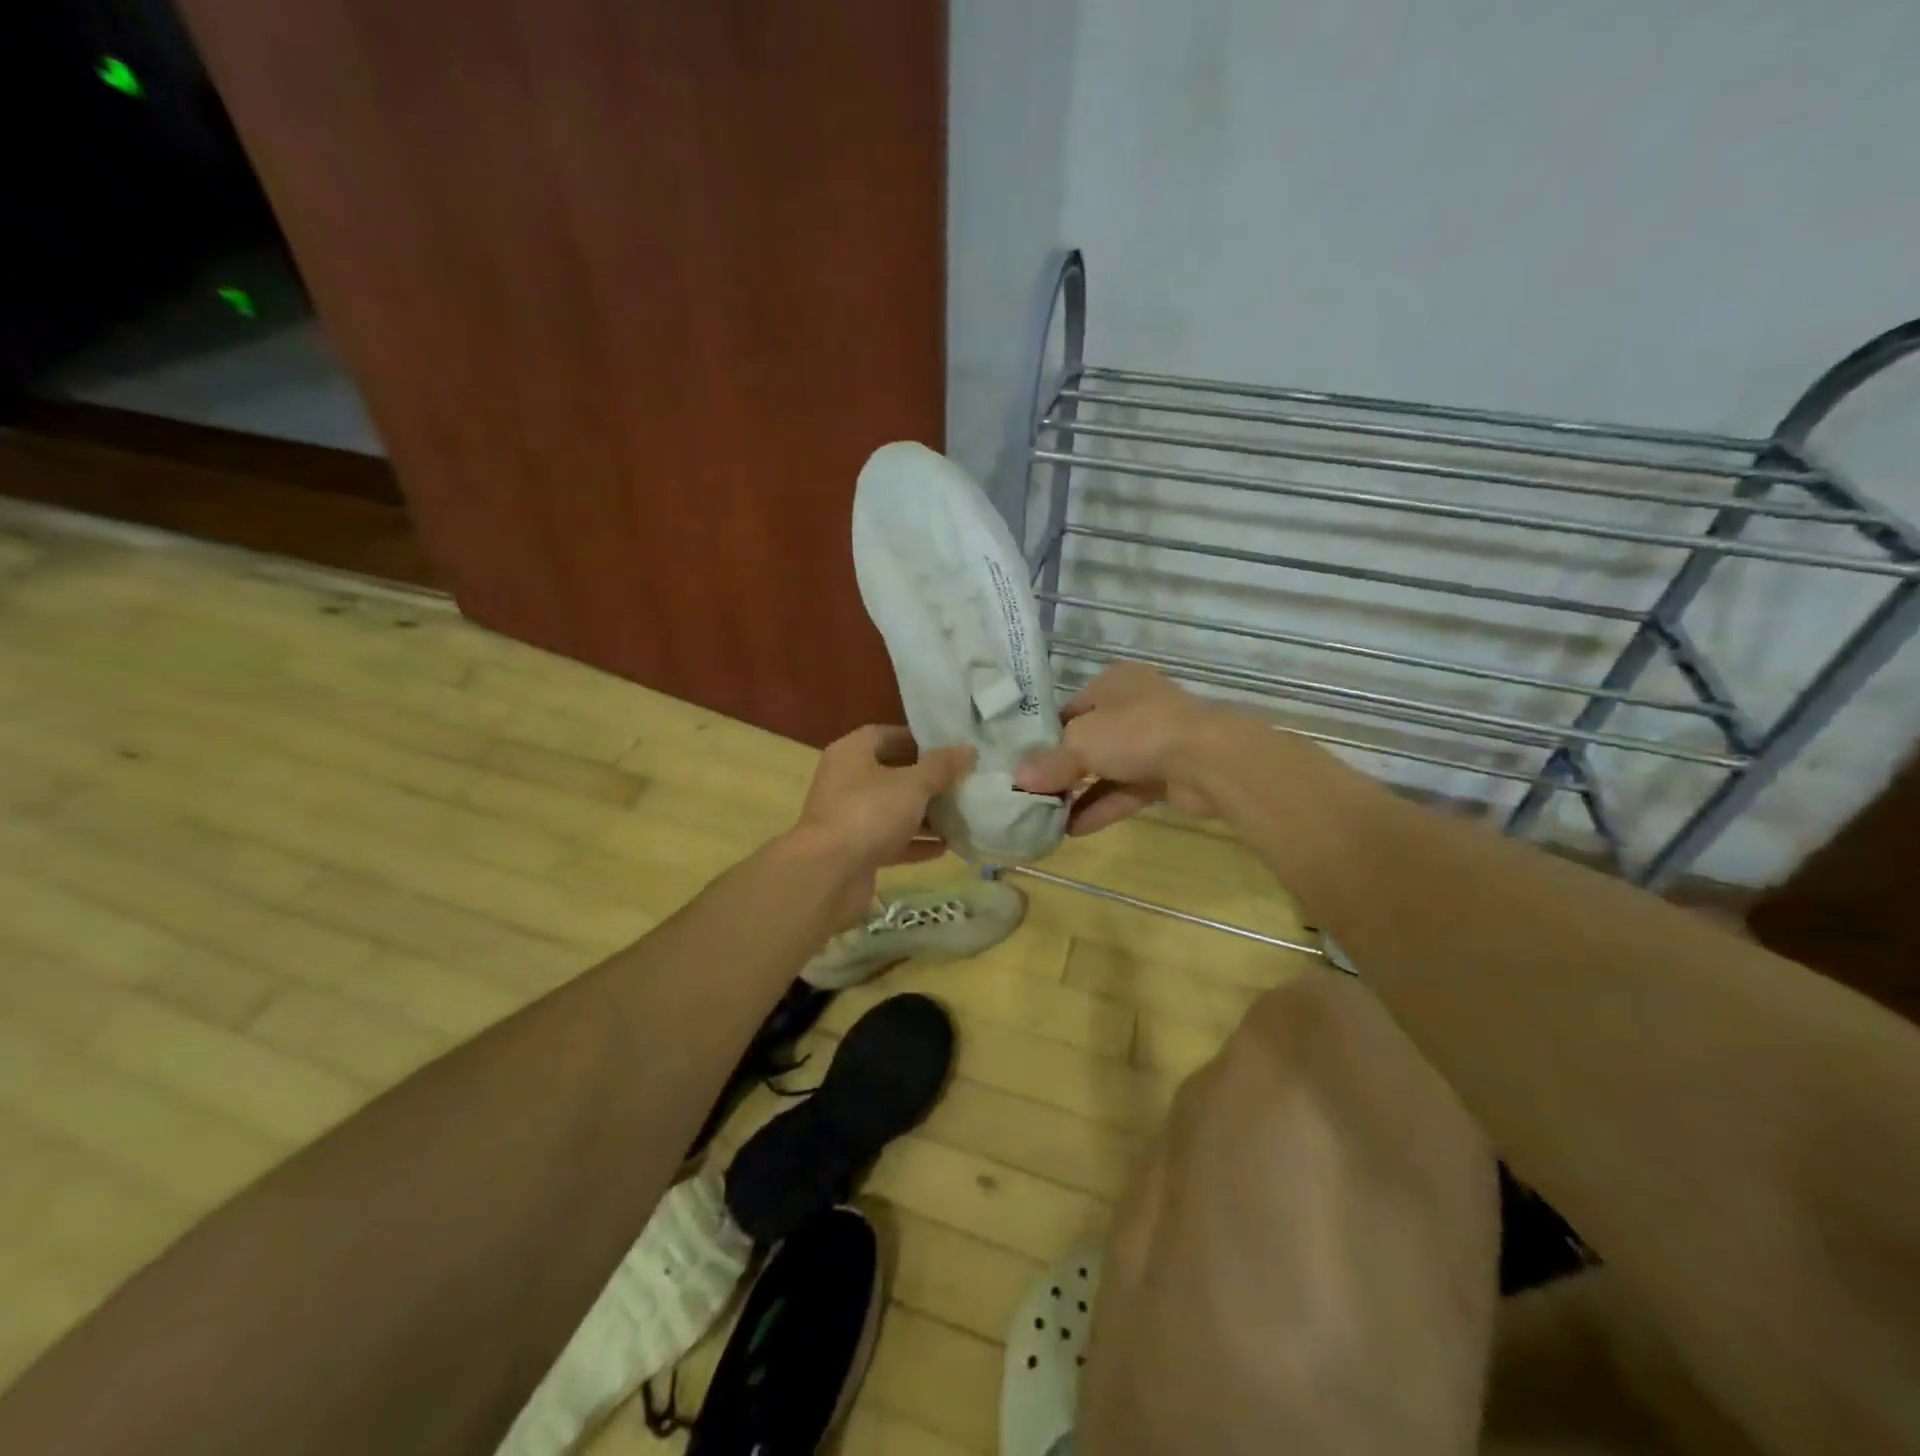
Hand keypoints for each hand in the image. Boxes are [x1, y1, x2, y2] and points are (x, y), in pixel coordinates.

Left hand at [791, 726, 974, 921]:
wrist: (827, 874)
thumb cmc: (869, 813)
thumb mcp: (912, 784)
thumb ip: (942, 766)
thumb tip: (969, 750)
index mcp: (852, 753)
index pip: (887, 735)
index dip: (919, 740)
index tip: (951, 748)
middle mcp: (846, 781)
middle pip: (892, 773)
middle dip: (927, 779)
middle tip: (962, 781)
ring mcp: (849, 817)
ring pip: (892, 809)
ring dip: (924, 814)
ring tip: (961, 814)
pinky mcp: (855, 850)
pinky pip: (891, 840)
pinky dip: (915, 842)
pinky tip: (947, 847)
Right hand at [1014, 662, 1231, 833]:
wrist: (1207, 760)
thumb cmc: (1135, 732)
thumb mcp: (1081, 742)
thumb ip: (1050, 763)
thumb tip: (1017, 780)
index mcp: (1113, 683)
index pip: (1069, 710)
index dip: (1044, 737)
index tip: (1022, 764)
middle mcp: (1133, 707)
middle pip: (1088, 741)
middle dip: (1061, 769)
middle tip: (1031, 794)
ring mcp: (1153, 742)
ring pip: (1107, 769)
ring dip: (1079, 793)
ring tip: (1046, 818)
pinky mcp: (1166, 775)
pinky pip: (1125, 792)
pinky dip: (1101, 807)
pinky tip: (1072, 829)